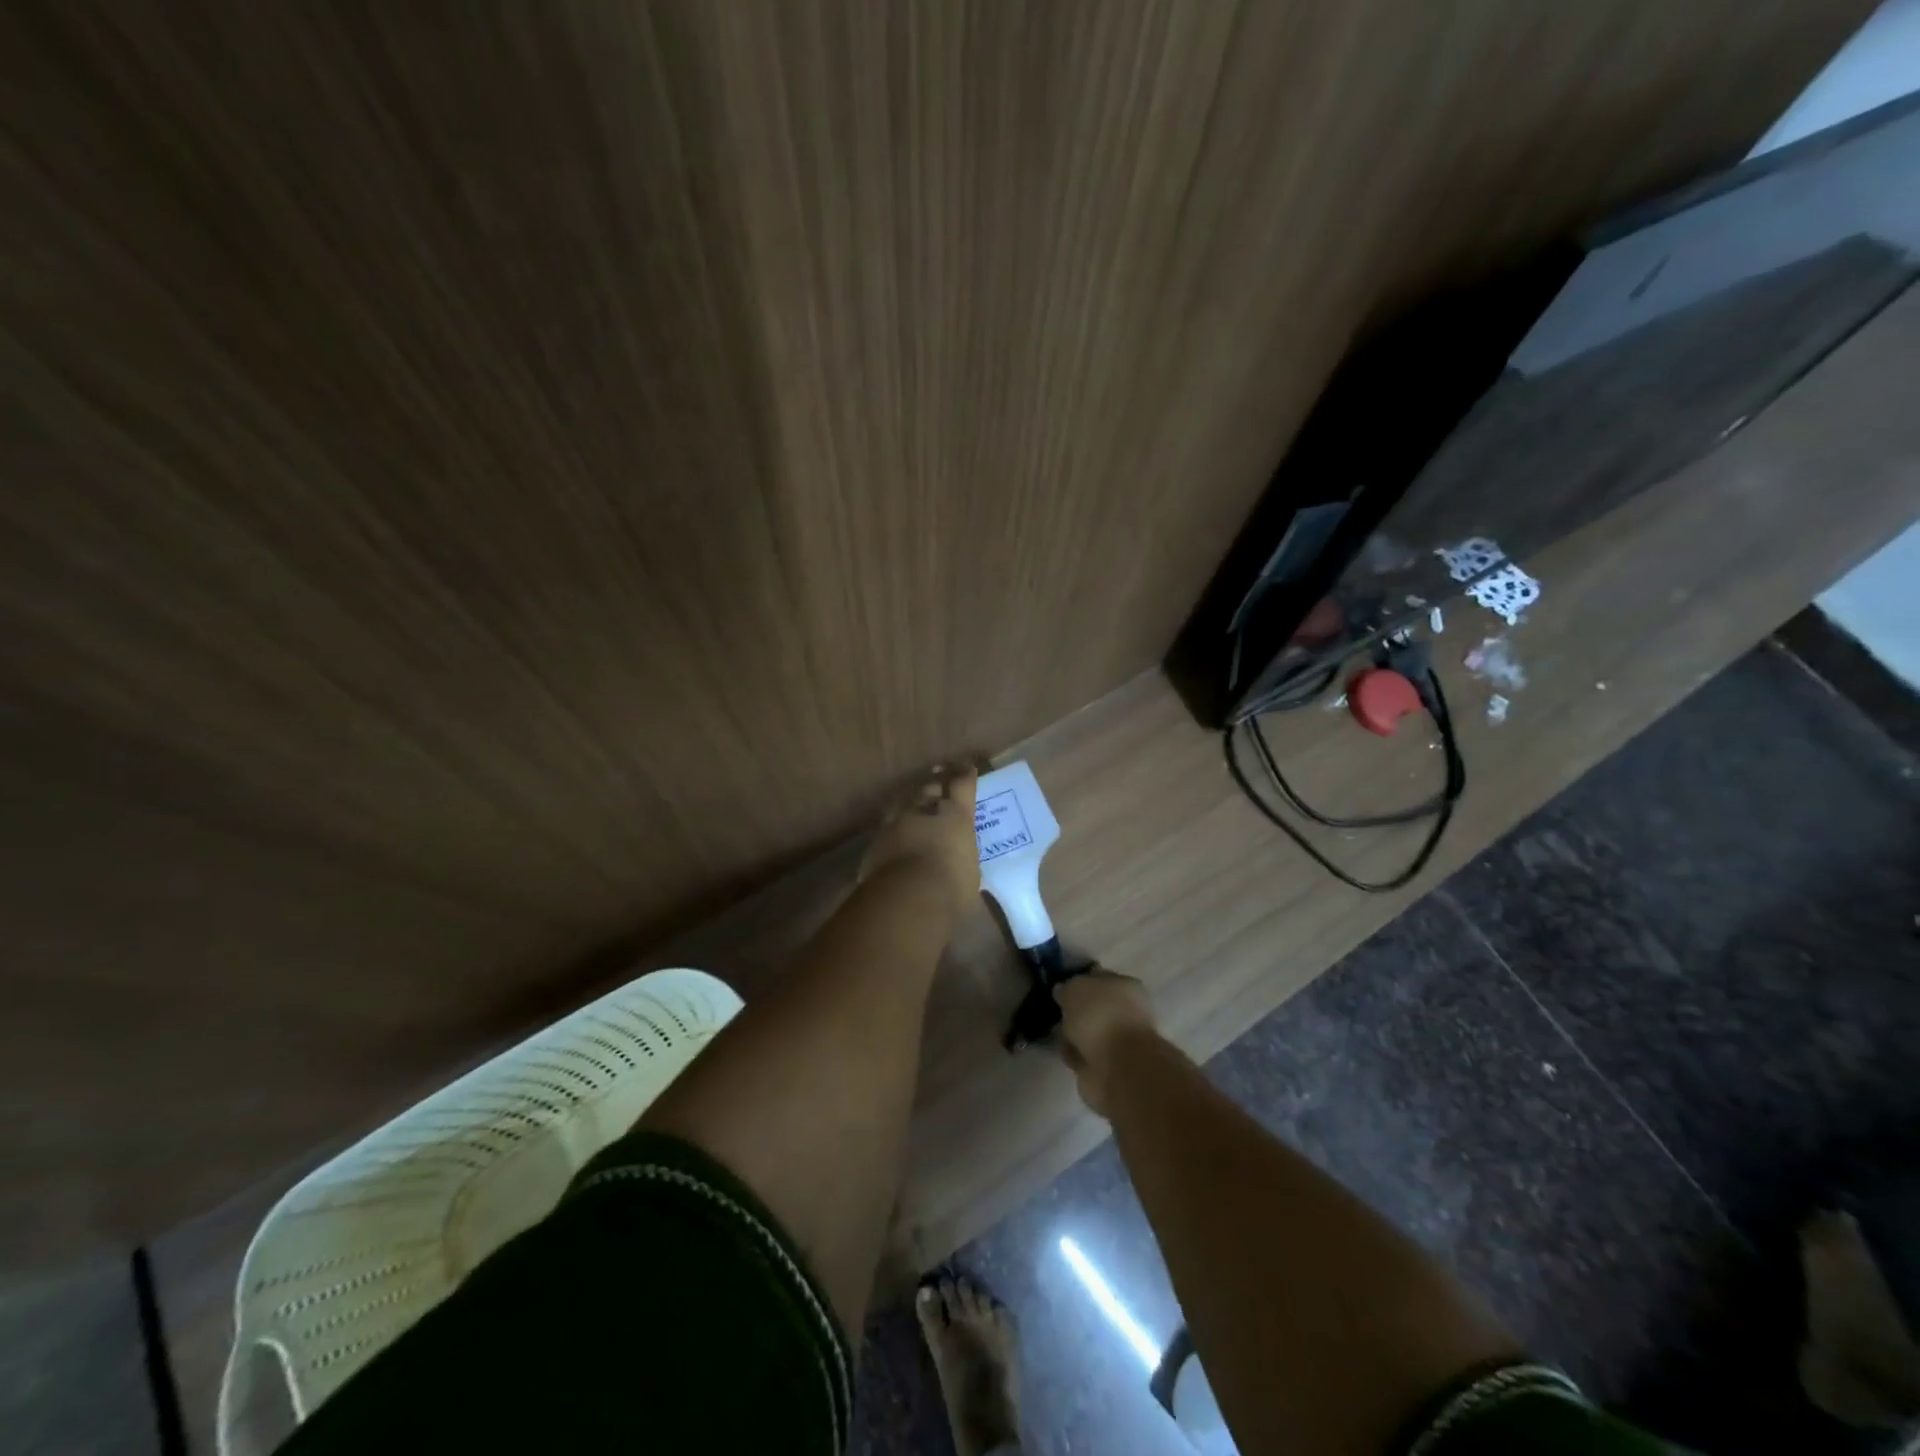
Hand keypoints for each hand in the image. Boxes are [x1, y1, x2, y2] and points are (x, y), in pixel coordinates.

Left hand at [860, 764, 980, 917]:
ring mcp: (895, 823)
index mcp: (956, 815)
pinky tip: (893, 836)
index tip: (966, 767)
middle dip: (935, 780)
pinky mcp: (875, 843)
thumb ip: (963, 864)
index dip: (965, 774)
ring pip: (903, 802)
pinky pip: (886, 830)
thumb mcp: (970, 876)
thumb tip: (965, 875)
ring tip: (913, 798)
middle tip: (938, 772)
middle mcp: (924, 810)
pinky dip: (893, 830)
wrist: (906, 897)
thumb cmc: (951, 886)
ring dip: (910, 799)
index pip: (962, 784)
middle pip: (929, 786)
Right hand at [1055, 971, 1158, 1115]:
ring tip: (1056, 1035)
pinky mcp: (1109, 1066)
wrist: (1117, 1067)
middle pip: (1094, 1007)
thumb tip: (1062, 991)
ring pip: (1089, 1032)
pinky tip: (1064, 1053)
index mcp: (1126, 986)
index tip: (1059, 989)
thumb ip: (1067, 987)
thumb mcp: (1076, 989)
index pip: (1098, 978)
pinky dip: (1074, 1054)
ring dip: (1073, 1034)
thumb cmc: (1100, 1017)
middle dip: (1074, 1011)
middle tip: (1055, 1012)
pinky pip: (1085, 1054)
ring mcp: (1119, 1041)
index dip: (1078, 982)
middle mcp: (1126, 1011)